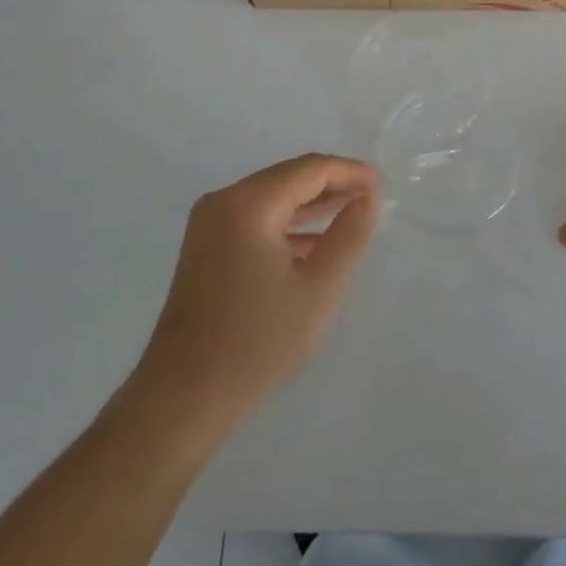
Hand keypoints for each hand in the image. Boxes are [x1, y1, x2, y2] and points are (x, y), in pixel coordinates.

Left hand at [134, 154, 379, 427]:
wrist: (184, 396)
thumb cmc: (257, 341)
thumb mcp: (318, 288)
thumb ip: (348, 236)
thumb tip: (367, 198)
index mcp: (249, 203)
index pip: (309, 169)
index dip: (349, 172)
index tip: (382, 185)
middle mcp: (224, 200)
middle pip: (288, 177)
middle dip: (331, 185)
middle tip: (371, 198)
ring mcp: (209, 223)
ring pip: (271, 197)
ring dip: (310, 204)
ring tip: (351, 214)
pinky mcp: (205, 246)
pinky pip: (254, 218)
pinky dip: (286, 224)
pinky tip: (313, 244)